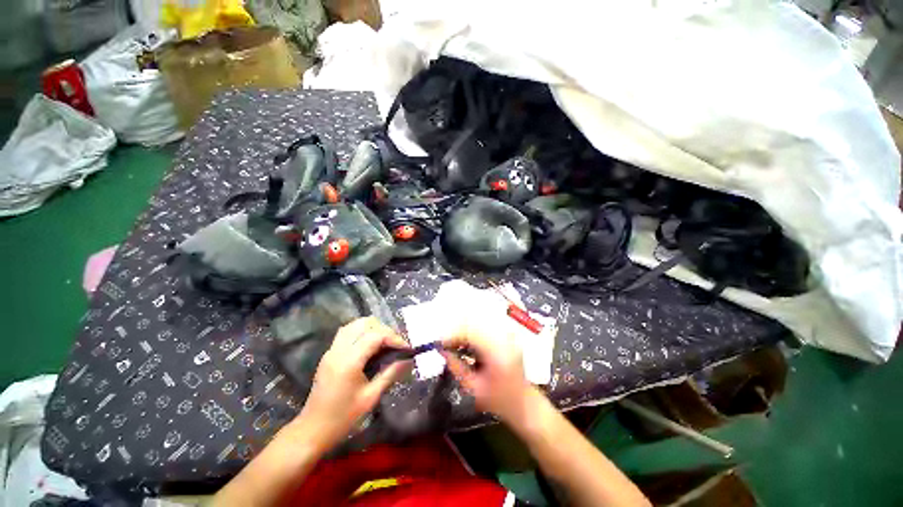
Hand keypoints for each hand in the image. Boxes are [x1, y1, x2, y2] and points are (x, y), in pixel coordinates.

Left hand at [295, 317, 409, 451]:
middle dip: (384, 330)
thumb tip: (408, 360)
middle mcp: (339, 350)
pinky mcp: (329, 353)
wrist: (312, 431)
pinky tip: (370, 344)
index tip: (407, 348)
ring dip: (373, 328)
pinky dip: (362, 331)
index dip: (394, 338)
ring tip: (385, 342)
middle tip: (396, 345)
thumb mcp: (371, 398)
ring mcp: (332, 350)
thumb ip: (390, 374)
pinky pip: (347, 332)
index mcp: (349, 361)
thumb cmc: (343, 418)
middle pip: (365, 324)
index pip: (376, 336)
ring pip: (355, 324)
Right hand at [441, 323, 533, 423]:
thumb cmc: (500, 401)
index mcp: (497, 351)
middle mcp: (504, 338)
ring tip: (455, 344)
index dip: (453, 335)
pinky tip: (467, 344)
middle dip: (457, 331)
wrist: (524, 404)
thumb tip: (443, 351)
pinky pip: (484, 327)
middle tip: (446, 344)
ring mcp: (507, 335)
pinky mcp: (506, 336)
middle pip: (474, 322)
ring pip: (478, 322)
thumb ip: (456, 367)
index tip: (441, 344)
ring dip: (464, 331)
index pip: (470, 331)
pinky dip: (472, 333)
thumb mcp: (474, 388)